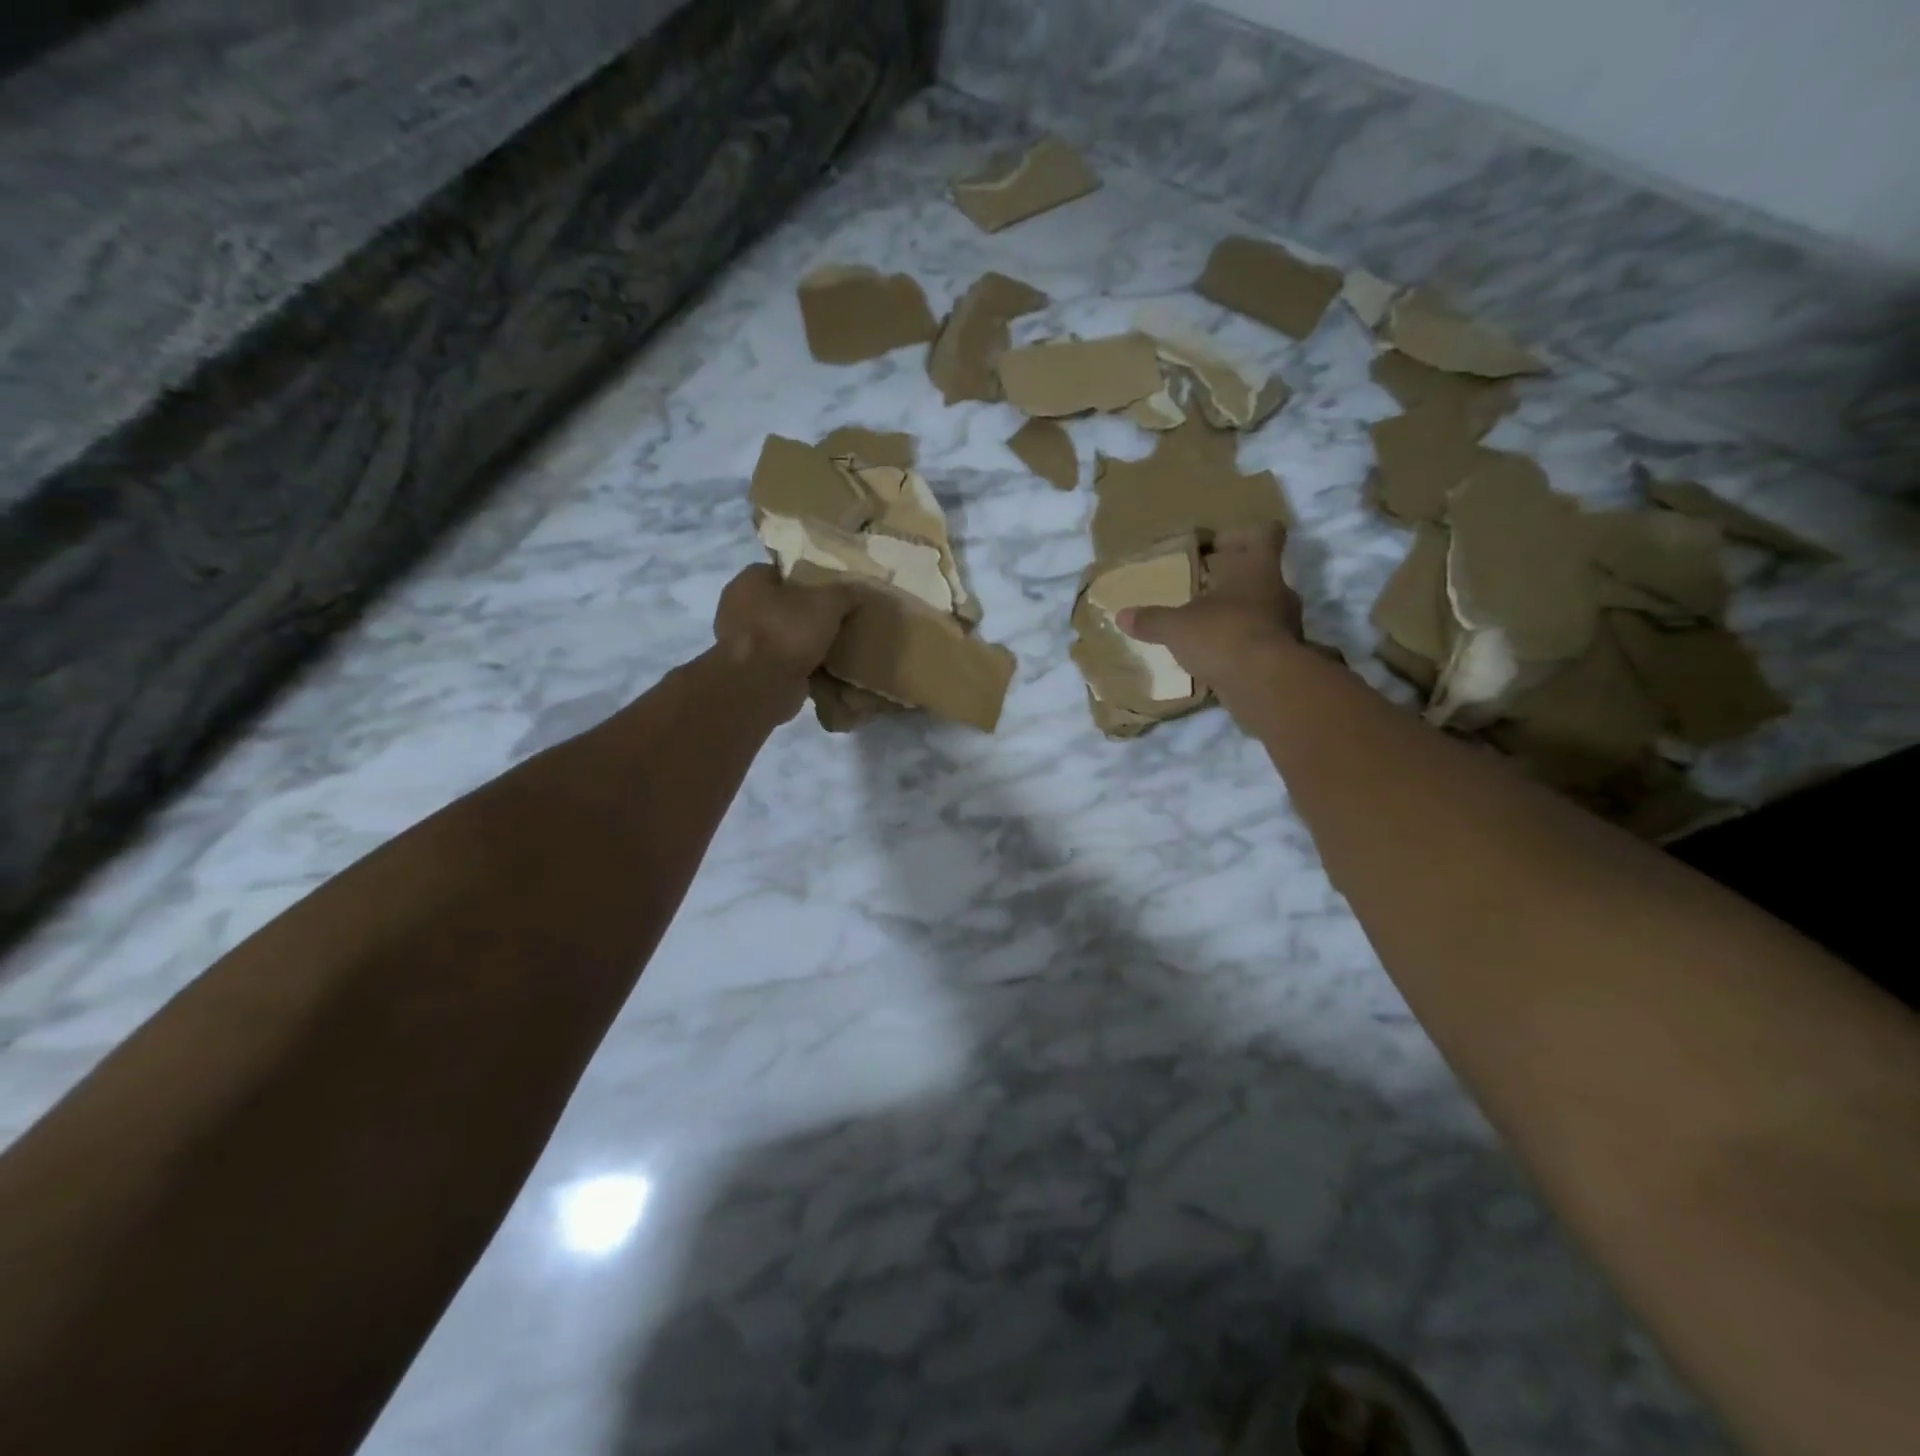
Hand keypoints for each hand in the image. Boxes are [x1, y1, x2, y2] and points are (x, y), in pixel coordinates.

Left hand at [713, 564, 852, 691]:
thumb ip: (844, 593)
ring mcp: (740, 643)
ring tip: (832, 644)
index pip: (777, 571)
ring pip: (780, 635)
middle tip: (833, 617)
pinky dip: (798, 665)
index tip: (827, 589)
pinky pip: (780, 662)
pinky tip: (822, 668)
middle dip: (803, 612)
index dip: (804, 577)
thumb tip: (857, 591)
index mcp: (748, 582)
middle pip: (779, 604)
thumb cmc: (788, 631)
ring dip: (801, 641)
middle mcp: (736, 609)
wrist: (763, 685)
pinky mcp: (750, 671)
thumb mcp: (827, 603)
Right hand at [1118, 525, 1302, 691]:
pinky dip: (1243, 646)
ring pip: (1263, 609)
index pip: (1265, 534)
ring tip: (1207, 629)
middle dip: (1232, 582)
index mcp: (1259, 569)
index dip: (1241, 535)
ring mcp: (1287, 625)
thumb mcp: (1176, 628)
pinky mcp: (1285, 656)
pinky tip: (1218, 659)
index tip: (1216, 548)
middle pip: (1261, 574)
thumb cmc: (1223, 635)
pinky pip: (1262, 641)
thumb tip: (1121, 616)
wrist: (1267, 685)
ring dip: (1238, 615)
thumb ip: (1151, 620)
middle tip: (1202, 591)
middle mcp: (1279, 591)